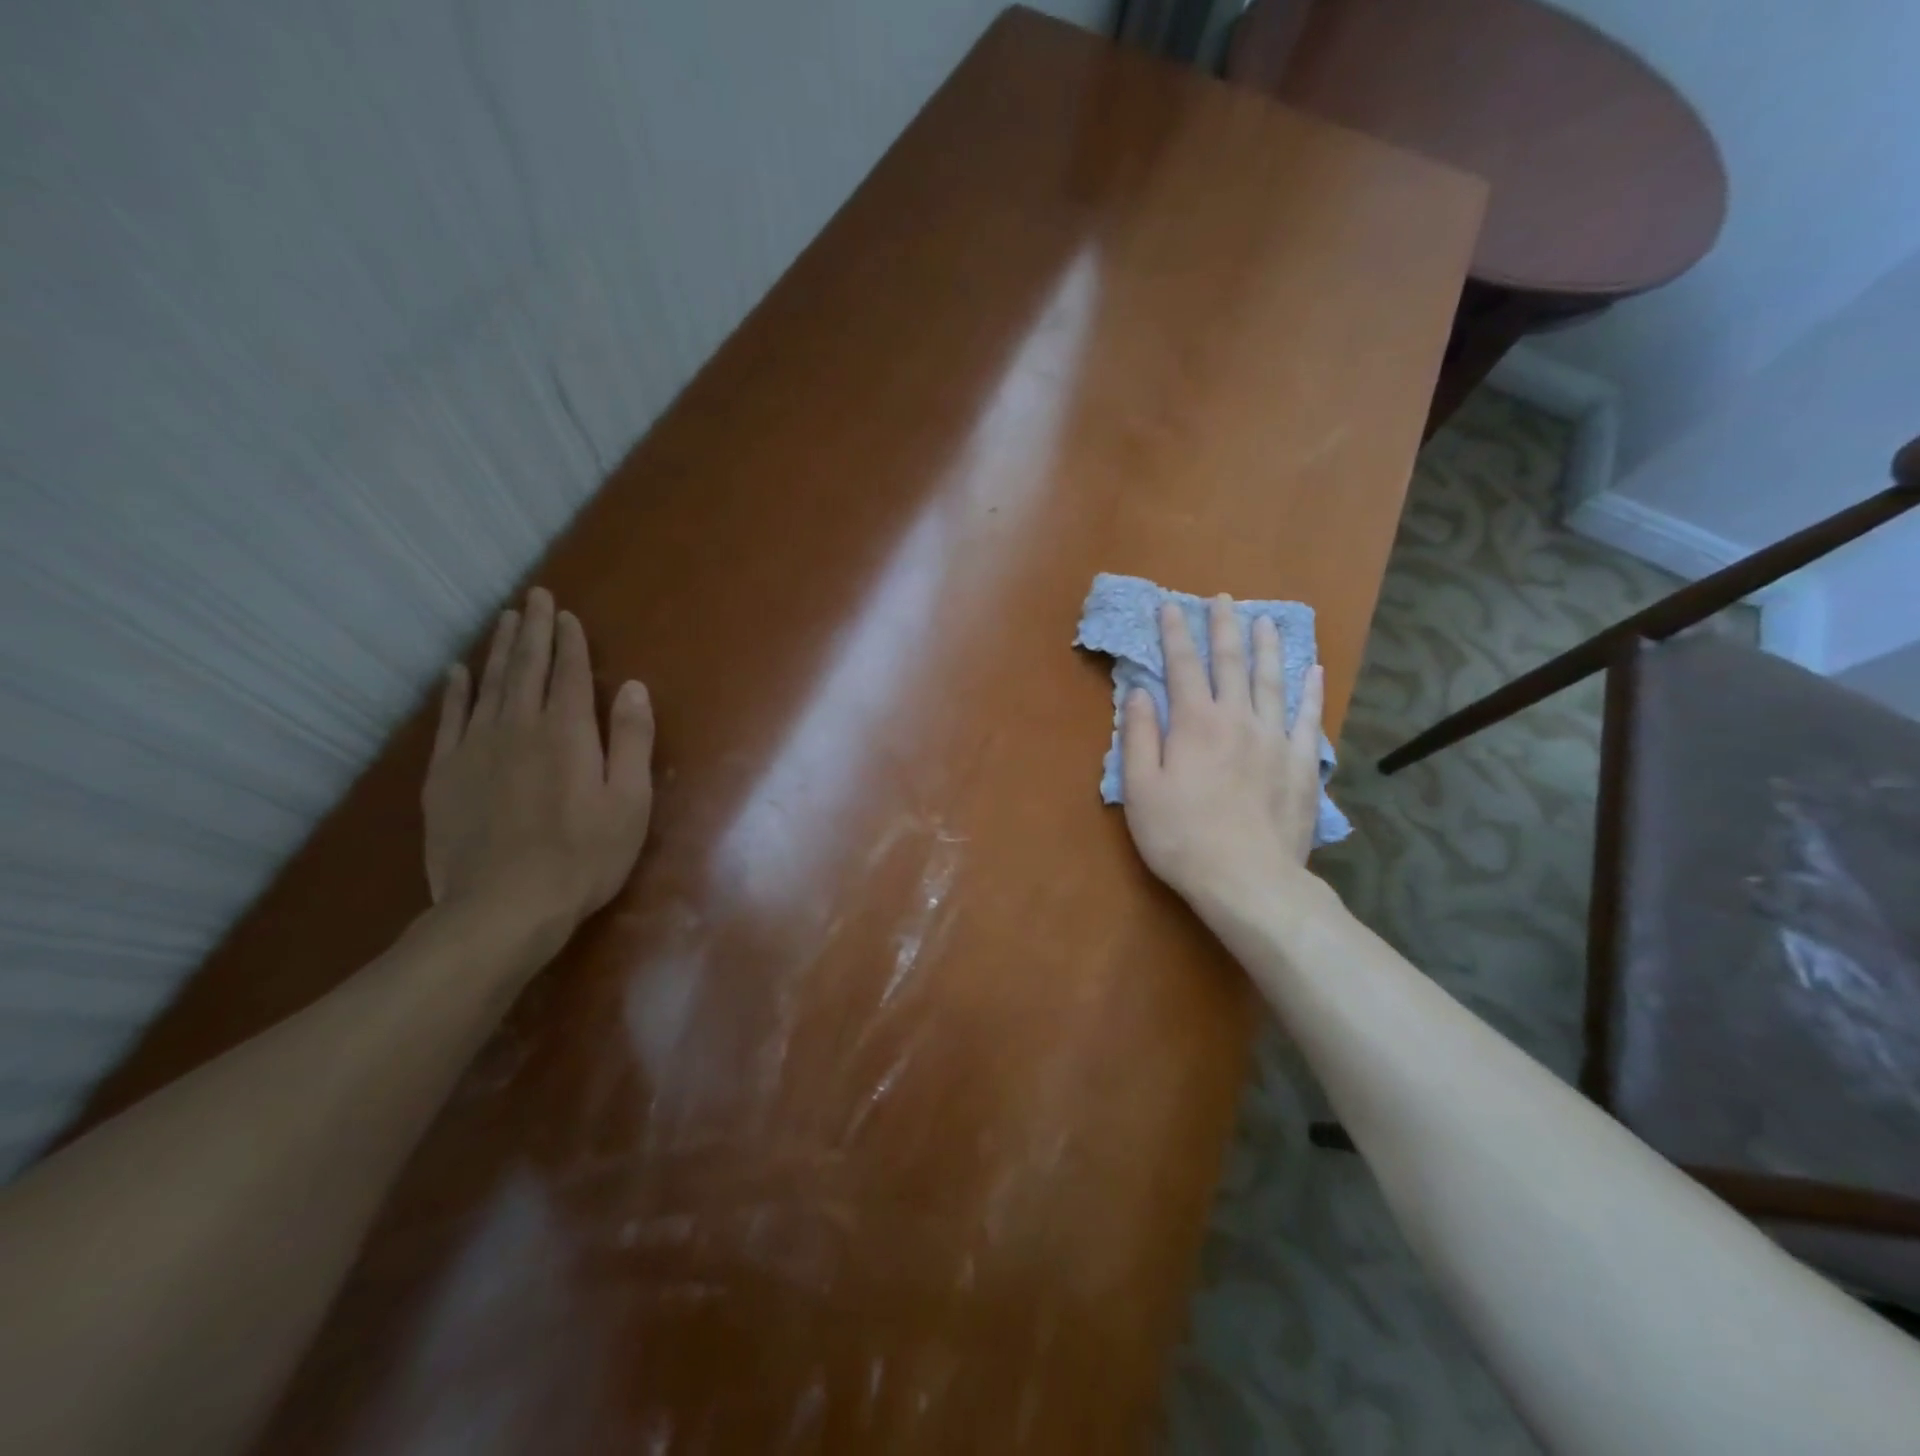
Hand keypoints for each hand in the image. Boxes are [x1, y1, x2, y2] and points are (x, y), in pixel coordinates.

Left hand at [422, 588, 653, 942]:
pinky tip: (457, 672)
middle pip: (525, 668)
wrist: (503, 907)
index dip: (569, 642)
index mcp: (567, 733)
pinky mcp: (444, 774)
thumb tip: (633, 688)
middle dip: (532, 630)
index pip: (568, 674)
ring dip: (497, 650)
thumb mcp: (629, 801)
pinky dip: (455, 692)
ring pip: (487, 685)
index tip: (566, 614)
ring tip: (504, 620)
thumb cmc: (584, 856)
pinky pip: (449, 719)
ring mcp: (475, 749)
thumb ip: (630, 741)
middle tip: (533, 597)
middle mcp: (518, 727)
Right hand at [1121, 596, 1325, 916]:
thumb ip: (1139, 736)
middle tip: (1222, 599)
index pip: (1182, 666)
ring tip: (1264, 621)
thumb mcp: (1140, 789)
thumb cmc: (1181, 836)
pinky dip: (1310, 690)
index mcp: (1194, 723)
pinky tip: (1312, 669)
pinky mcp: (1301, 763)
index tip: (1171, 606)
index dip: (1175, 633)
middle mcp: (1237, 718)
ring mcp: (1275, 738)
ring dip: (1266, 647)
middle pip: (1230, 663)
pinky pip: (1308, 716)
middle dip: (1223, 627)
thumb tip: (1139, 692)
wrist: (1247, 879)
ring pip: (1271, 680)